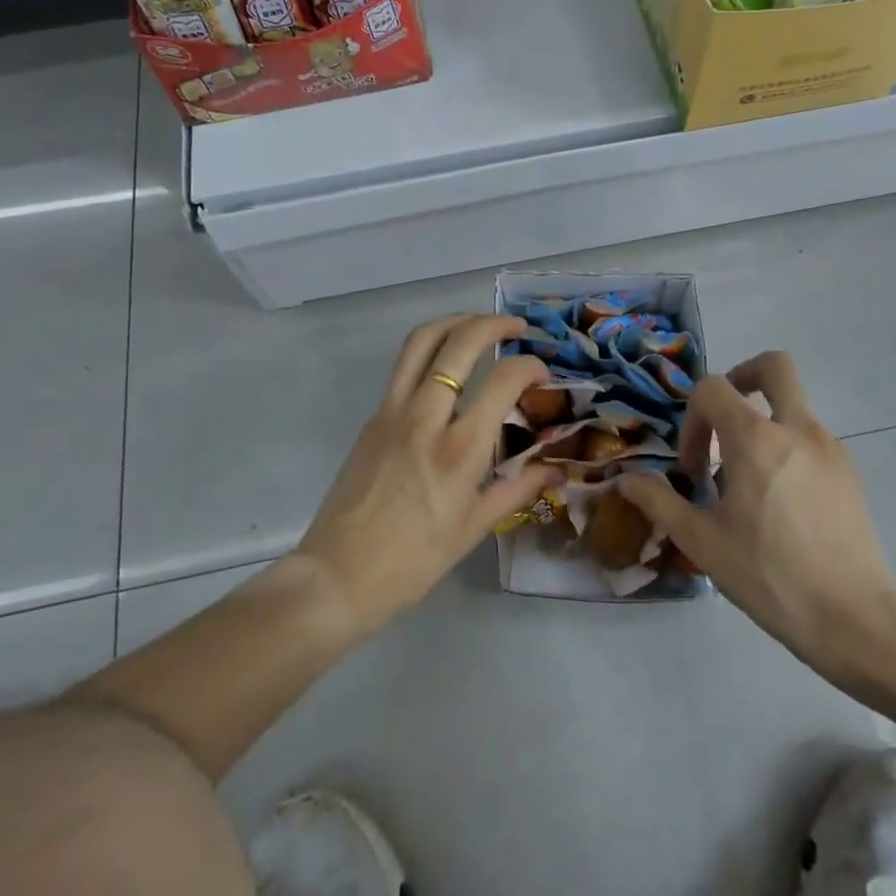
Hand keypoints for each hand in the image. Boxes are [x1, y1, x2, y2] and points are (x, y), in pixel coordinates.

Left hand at [297, 314, 559, 634]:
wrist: (338, 574)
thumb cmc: (414, 560)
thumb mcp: (474, 528)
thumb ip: (518, 489)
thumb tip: (557, 470)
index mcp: (459, 450)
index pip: (503, 380)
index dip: (530, 366)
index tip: (542, 373)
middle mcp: (426, 417)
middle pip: (460, 343)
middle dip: (494, 324)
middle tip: (517, 328)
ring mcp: (393, 411)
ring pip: (422, 341)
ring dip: (455, 321)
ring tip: (479, 324)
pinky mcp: (373, 416)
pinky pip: (404, 365)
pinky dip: (430, 348)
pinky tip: (447, 363)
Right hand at [617, 352, 895, 674]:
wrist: (854, 619)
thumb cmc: (769, 577)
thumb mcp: (702, 542)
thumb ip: (659, 502)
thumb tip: (626, 480)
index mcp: (755, 439)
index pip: (713, 389)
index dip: (692, 419)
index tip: (695, 468)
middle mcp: (796, 429)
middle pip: (774, 366)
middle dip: (744, 376)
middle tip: (725, 417)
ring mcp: (830, 447)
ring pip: (792, 406)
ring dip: (764, 424)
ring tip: (749, 482)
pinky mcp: (850, 472)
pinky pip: (811, 439)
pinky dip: (788, 450)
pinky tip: (781, 502)